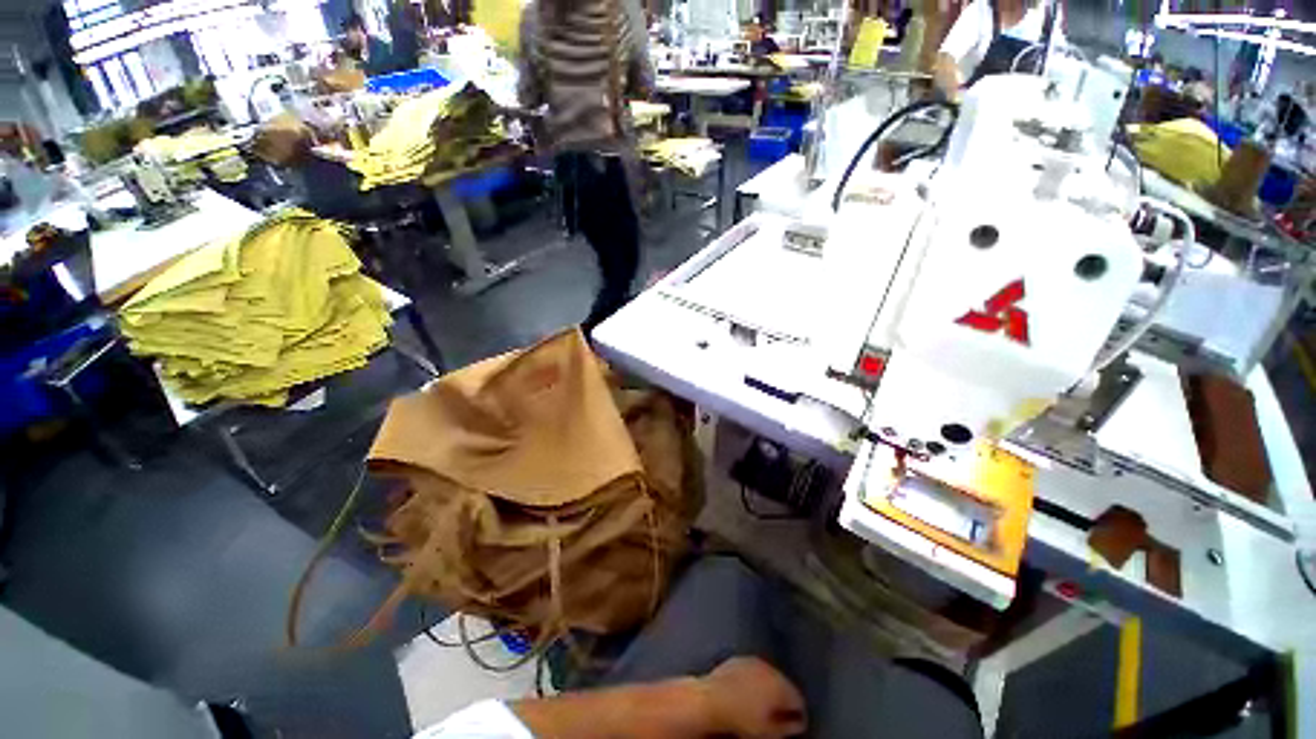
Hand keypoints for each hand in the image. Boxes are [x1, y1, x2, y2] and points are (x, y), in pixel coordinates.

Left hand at [702, 657, 806, 737]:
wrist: (711, 699)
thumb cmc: (743, 719)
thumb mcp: (769, 731)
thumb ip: (787, 727)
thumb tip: (797, 724)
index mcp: (781, 685)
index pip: (798, 700)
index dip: (798, 714)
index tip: (795, 724)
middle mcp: (769, 668)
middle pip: (783, 684)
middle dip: (782, 698)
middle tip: (779, 715)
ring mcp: (752, 661)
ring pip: (767, 676)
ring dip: (768, 688)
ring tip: (762, 705)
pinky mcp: (737, 659)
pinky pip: (752, 671)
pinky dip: (753, 681)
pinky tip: (747, 693)